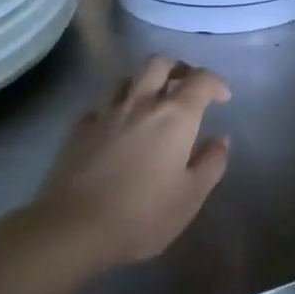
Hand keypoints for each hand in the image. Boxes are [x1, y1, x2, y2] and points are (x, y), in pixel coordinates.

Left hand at [33, 55, 230, 267]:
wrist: (71, 230)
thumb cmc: (142, 215)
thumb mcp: (191, 196)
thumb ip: (211, 163)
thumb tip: (220, 139)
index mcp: (175, 117)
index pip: (201, 80)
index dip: (216, 84)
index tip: (223, 99)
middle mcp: (141, 104)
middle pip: (159, 64)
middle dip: (178, 68)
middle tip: (187, 86)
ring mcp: (105, 113)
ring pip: (128, 78)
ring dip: (145, 82)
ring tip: (152, 103)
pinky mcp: (78, 129)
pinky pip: (102, 105)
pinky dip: (116, 108)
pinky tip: (118, 127)